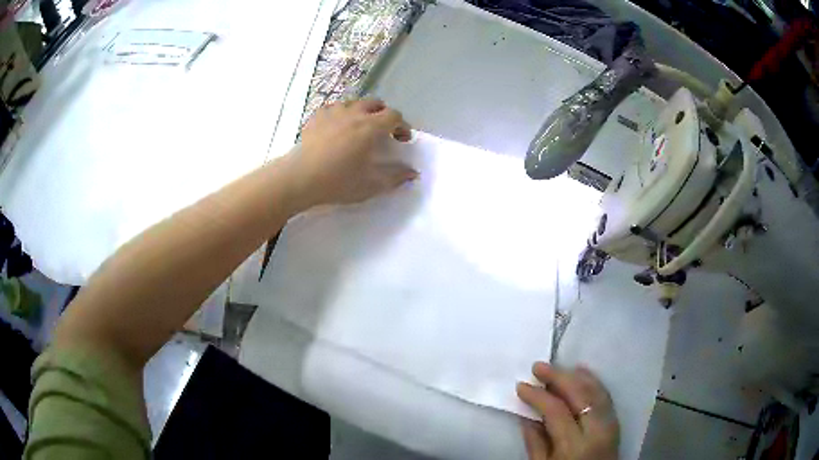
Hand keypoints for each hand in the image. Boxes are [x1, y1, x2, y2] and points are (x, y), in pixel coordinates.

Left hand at [289, 98, 416, 210]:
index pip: (394, 116)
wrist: (300, 178)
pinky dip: (341, 114)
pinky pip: (333, 108)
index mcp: (371, 127)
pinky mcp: (316, 117)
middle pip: (375, 103)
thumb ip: (395, 177)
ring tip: (358, 127)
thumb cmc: (338, 181)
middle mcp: (354, 113)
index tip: (402, 140)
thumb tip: (413, 173)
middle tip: (383, 131)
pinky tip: (336, 127)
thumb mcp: (371, 184)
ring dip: (362, 111)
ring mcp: (333, 112)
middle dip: (384, 114)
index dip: (403, 126)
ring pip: (354, 103)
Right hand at [517, 362, 619, 459]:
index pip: (557, 410)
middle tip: (538, 367)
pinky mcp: (615, 422)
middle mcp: (597, 430)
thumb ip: (535, 442)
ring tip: (557, 368)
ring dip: (575, 376)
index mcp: (575, 446)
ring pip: (595, 391)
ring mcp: (610, 424)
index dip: (538, 396)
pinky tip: (582, 373)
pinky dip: (593, 382)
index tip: (521, 386)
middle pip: (580, 394)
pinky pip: (605, 396)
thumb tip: (526, 416)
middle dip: (558, 377)